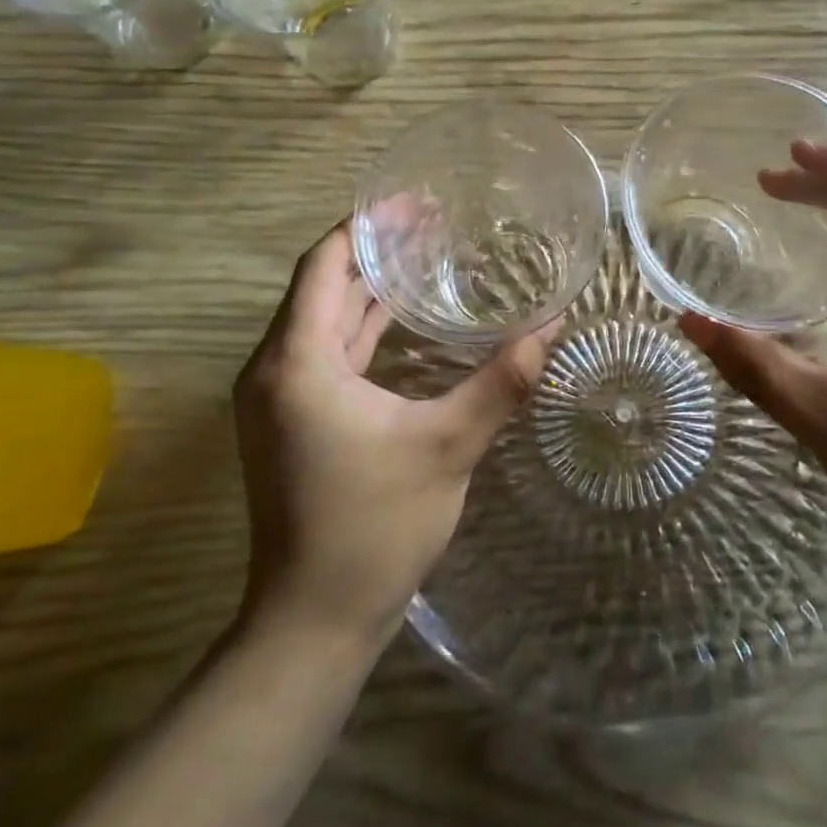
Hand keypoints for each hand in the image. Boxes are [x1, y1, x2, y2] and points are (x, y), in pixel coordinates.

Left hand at [232, 223, 558, 646]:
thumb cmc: (373, 528)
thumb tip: (552, 328)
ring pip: (323, 321)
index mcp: (296, 361)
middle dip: (374, 252)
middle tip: (432, 224)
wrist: (314, 622)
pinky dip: (362, 329)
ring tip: (425, 258)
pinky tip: (403, 322)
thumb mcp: (446, 447)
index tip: (415, 203)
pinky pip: (326, 353)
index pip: (323, 265)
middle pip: (322, 286)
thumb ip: (499, 383)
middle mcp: (275, 369)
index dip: (367, 227)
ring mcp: (279, 398)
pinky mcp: (292, 422)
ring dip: (368, 290)